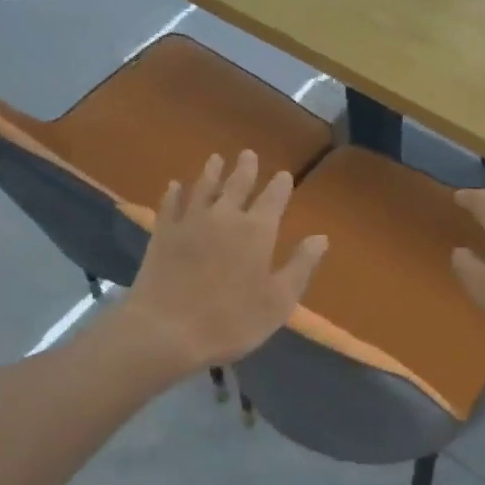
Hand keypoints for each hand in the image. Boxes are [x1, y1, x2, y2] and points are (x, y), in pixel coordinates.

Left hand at [121, 151, 328, 372]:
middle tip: (248, 154)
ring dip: (211, 172)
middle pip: (237, 184)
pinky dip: (174, 193)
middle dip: (245, 169)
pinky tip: (174, 186)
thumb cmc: (231, 321)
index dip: (279, 185)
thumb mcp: (279, 301)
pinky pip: (170, 205)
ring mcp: (190, 222)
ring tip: (216, 159)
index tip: (283, 174)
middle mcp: (225, 216)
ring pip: (203, 187)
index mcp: (257, 231)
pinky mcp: (163, 234)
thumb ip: (301, 266)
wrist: (166, 330)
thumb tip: (321, 237)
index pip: (273, 198)